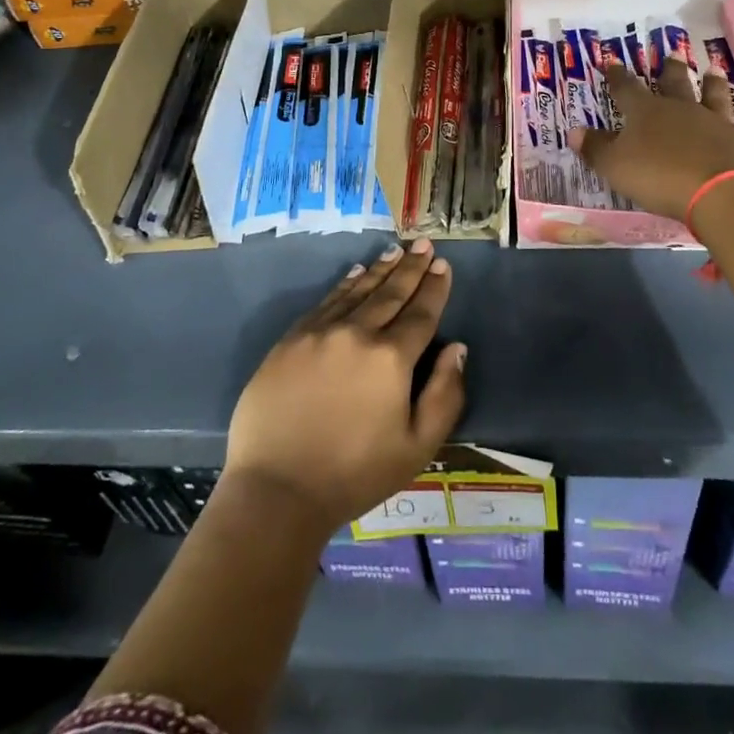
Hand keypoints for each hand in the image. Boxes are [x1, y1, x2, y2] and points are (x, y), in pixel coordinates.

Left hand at [224, 239, 465, 531]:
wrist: (276, 490)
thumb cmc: (354, 474)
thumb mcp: (416, 447)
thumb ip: (444, 395)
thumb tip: (457, 348)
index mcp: (391, 359)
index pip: (421, 314)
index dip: (434, 288)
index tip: (443, 264)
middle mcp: (357, 333)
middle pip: (391, 293)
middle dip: (411, 267)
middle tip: (423, 244)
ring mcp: (320, 332)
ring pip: (358, 291)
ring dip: (380, 269)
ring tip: (395, 251)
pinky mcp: (291, 339)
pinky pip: (326, 301)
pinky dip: (345, 284)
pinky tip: (356, 273)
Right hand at [569, 59, 733, 219]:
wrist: (720, 192)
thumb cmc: (659, 177)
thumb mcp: (615, 166)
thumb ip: (595, 149)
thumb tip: (573, 131)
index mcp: (646, 112)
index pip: (627, 88)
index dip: (618, 76)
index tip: (613, 62)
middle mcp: (682, 109)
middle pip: (675, 83)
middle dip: (670, 69)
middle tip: (672, 53)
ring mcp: (717, 122)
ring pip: (714, 96)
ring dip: (712, 84)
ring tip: (713, 71)